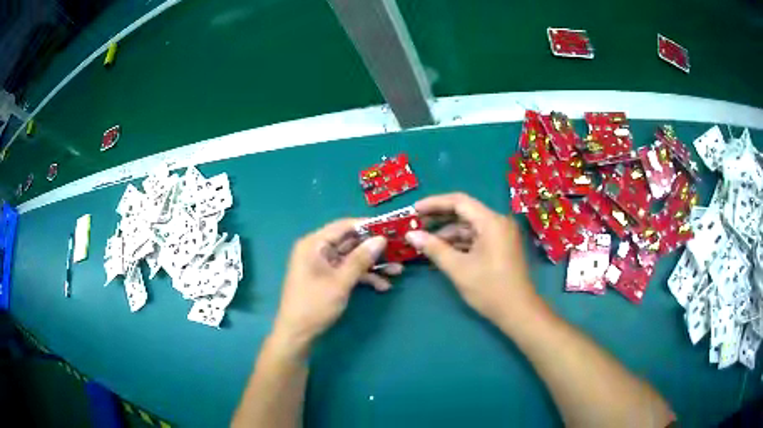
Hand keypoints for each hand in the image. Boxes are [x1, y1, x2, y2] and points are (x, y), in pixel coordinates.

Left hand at [273, 219, 398, 352]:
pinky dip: (364, 277)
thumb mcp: (340, 282)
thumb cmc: (314, 305)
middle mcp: (318, 250)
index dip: (367, 225)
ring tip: (397, 270)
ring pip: (352, 258)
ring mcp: (323, 265)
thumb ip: (361, 259)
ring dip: (373, 264)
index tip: (390, 227)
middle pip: (350, 242)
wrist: (297, 333)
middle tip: (398, 249)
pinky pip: (348, 271)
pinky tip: (383, 286)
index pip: (343, 226)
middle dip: (374, 248)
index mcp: (314, 244)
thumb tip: (381, 239)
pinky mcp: (327, 278)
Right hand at [406, 193, 541, 325]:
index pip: (459, 202)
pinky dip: (460, 244)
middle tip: (416, 225)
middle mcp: (498, 222)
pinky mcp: (501, 247)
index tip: (414, 209)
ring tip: (424, 243)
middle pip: (465, 213)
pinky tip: (442, 253)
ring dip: (448, 234)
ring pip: (470, 227)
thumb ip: (434, 248)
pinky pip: (477, 238)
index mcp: (491, 222)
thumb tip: (410, 234)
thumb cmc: (489, 288)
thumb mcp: (458, 268)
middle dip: (440, 219)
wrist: (518, 311)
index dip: (434, 203)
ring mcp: (501, 235)